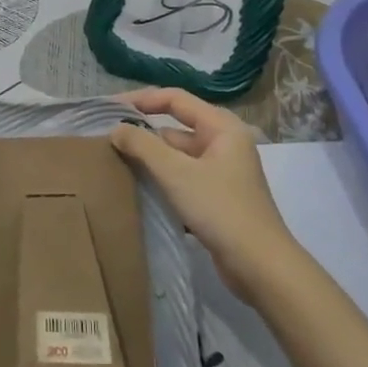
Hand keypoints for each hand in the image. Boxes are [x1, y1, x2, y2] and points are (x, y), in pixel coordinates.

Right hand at [109, 87, 301, 297]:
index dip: (141, 99)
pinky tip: (137, 188)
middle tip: (107, 139)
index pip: (175, 99)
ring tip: (114, 162)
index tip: (109, 108)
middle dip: (143, 132)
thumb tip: (116, 129)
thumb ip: (143, 146)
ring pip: (178, 155)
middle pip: (175, 127)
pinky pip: (182, 177)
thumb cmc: (221, 210)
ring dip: (150, 158)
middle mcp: (224, 143)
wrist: (261, 267)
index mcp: (222, 127)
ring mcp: (222, 171)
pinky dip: (162, 179)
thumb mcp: (176, 174)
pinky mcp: (217, 197)